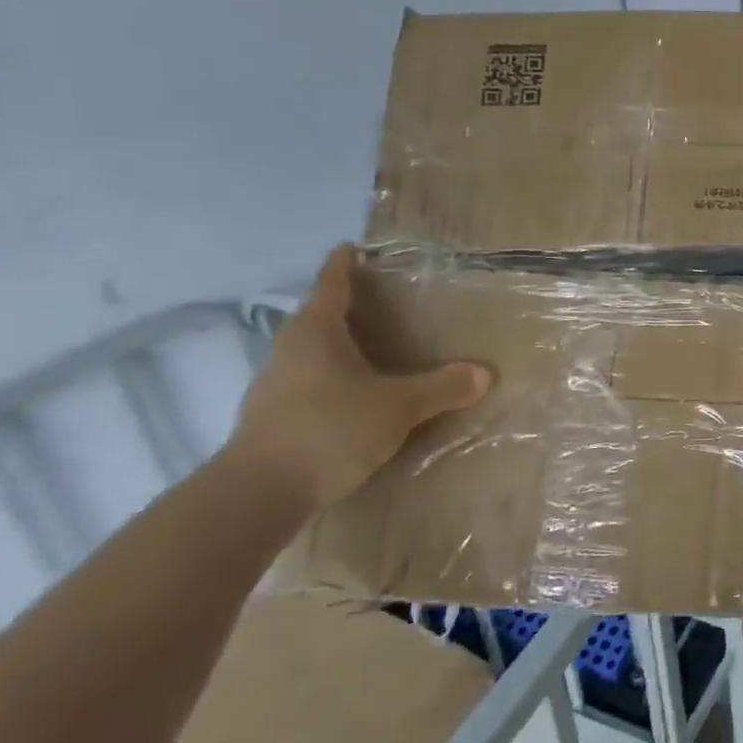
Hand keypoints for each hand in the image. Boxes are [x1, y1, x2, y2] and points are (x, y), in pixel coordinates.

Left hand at [228, 245, 494, 508]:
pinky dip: (331, 382)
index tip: (353, 248)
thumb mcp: (398, 406)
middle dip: (346, 308)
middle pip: (318, 318)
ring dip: (338, 348)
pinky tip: (354, 399)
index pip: (331, 283)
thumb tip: (484, 373)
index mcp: (315, 332)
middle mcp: (289, 351)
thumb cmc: (330, 428)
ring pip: (311, 354)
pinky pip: (308, 385)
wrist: (258, 495)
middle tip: (381, 304)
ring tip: (373, 352)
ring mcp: (274, 386)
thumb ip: (441, 387)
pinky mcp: (271, 420)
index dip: (344, 264)